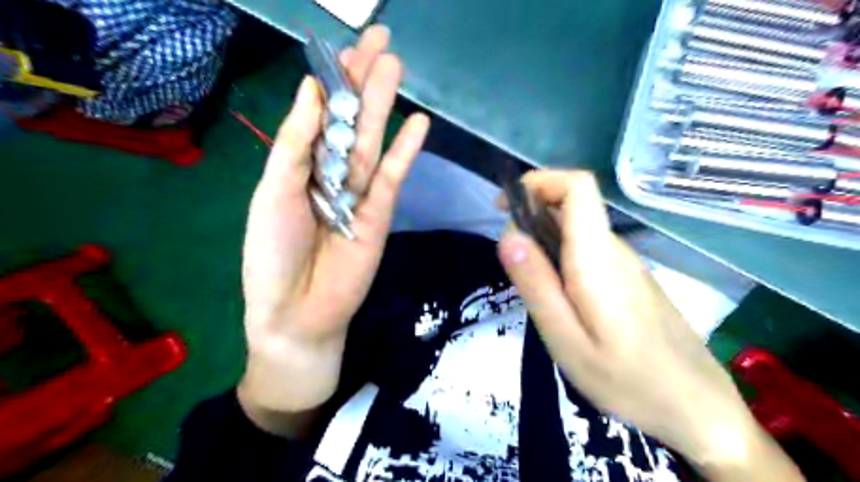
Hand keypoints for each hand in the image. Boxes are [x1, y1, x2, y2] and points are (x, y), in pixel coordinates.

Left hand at [238, 24, 429, 418]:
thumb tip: (311, 89)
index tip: (344, 46)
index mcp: (300, 167)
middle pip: (349, 122)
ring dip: (384, 106)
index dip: (331, 81)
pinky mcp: (381, 214)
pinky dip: (405, 152)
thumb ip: (296, 144)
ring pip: (372, 142)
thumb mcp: (273, 192)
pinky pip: (392, 177)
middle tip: (380, 41)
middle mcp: (331, 175)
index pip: (319, 116)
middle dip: (363, 82)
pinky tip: (418, 123)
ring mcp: (359, 194)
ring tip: (396, 67)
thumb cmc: (272, 253)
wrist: (298, 310)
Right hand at [499, 171, 805, 479]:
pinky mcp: (630, 279)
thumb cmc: (627, 381)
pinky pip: (589, 250)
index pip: (578, 187)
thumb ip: (537, 284)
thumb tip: (507, 234)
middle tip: (510, 256)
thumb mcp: (566, 339)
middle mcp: (616, 250)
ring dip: (545, 236)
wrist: (697, 409)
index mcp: (598, 257)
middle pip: (574, 205)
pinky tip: (558, 295)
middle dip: (532, 212)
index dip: (539, 182)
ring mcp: (627, 264)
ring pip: (578, 229)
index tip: (506, 205)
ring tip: (529, 281)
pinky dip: (561, 255)